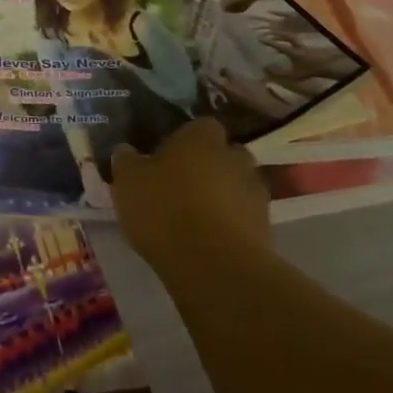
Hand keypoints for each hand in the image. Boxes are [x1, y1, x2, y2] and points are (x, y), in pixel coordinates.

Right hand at [110, 119, 272, 277]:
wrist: (214, 265)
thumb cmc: (165, 209)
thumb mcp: (128, 181)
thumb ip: (127, 160)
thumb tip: (127, 150)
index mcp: (202, 138)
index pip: (200, 126)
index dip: (185, 139)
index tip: (167, 155)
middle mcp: (235, 158)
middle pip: (224, 155)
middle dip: (209, 166)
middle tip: (182, 184)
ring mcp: (255, 194)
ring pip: (237, 186)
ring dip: (222, 196)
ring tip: (195, 217)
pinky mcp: (266, 229)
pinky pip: (244, 218)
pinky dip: (231, 224)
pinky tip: (209, 240)